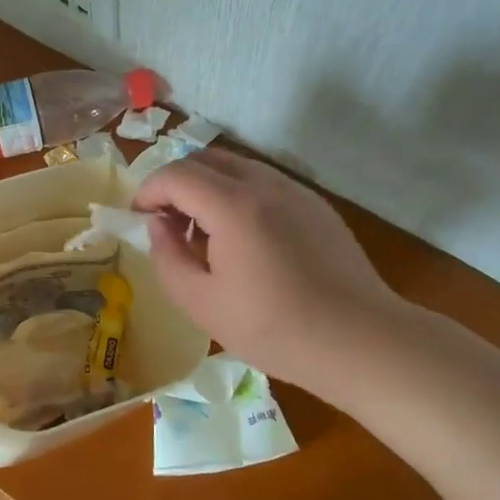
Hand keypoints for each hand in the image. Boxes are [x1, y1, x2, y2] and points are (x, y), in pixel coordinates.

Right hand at [133, 150, 400, 389]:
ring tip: (205, 234)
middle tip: (168, 223)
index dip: (148, 190)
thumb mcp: (202, 303)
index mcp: (233, 205)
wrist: (360, 340)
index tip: (139, 217)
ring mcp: (295, 190)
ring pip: (236, 167)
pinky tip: (245, 240)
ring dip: (207, 187)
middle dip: (175, 183)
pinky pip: (264, 183)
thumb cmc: (274, 328)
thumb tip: (158, 225)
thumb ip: (167, 257)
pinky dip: (238, 194)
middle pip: (204, 159)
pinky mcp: (316, 205)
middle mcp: (264, 183)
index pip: (175, 174)